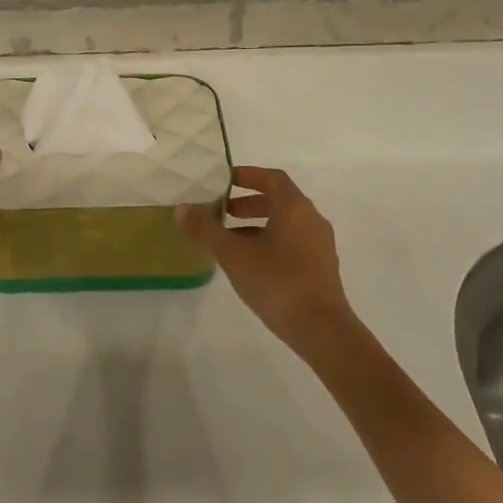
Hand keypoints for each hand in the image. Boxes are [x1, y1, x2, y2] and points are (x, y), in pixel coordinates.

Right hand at [177, 166, 354, 347]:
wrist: (320, 327)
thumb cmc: (276, 281)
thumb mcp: (233, 254)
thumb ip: (206, 230)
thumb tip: (181, 209)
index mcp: (294, 208)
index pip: (271, 178)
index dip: (247, 175)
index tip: (223, 181)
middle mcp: (311, 219)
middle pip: (279, 200)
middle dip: (248, 202)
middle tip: (222, 211)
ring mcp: (320, 244)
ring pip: (285, 223)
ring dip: (257, 224)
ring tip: (230, 239)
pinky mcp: (321, 266)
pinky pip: (292, 242)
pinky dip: (270, 241)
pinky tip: (250, 262)